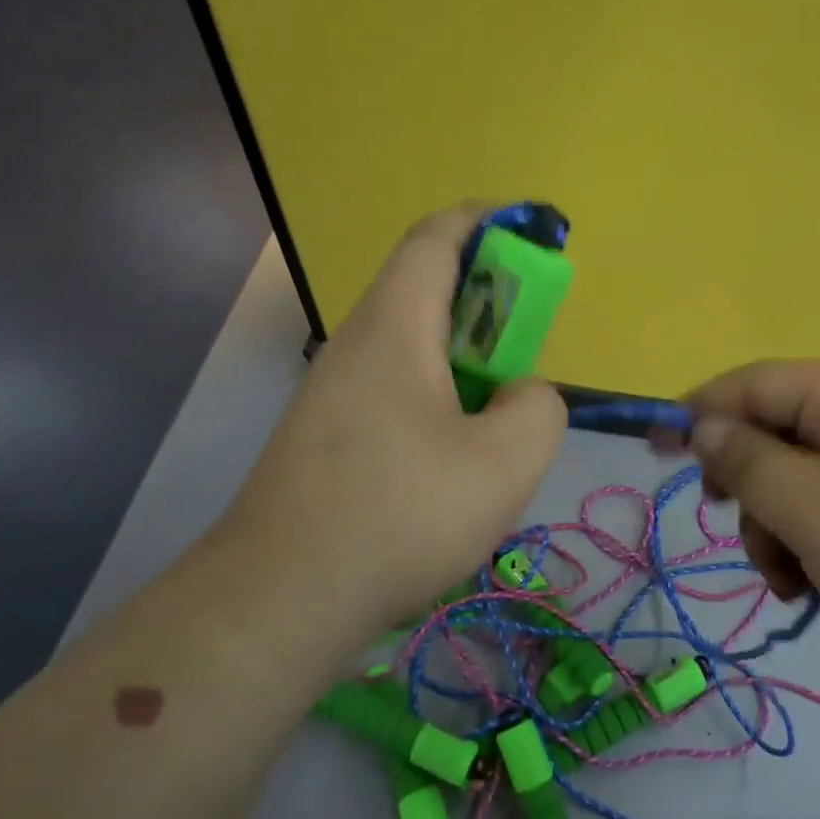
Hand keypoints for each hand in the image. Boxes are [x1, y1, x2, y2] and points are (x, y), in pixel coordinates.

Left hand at [217, 204, 566, 638]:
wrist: (281, 597)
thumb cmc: (399, 514)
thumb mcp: (504, 462)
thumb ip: (538, 408)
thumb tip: (522, 395)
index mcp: (395, 326)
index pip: (436, 238)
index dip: (486, 221)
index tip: (532, 234)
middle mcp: (357, 345)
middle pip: (425, 290)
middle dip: (487, 301)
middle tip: (529, 347)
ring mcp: (333, 394)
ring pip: (411, 348)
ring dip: (463, 361)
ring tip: (500, 416)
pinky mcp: (326, 438)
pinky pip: (394, 392)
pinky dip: (437, 399)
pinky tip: (455, 461)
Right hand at [687, 360, 819, 716]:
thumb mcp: (816, 510)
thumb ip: (748, 462)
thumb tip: (703, 427)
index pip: (756, 382)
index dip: (699, 409)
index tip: (654, 449)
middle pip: (776, 436)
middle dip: (748, 487)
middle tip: (733, 527)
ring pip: (800, 487)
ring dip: (778, 531)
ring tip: (793, 581)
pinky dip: (812, 552)